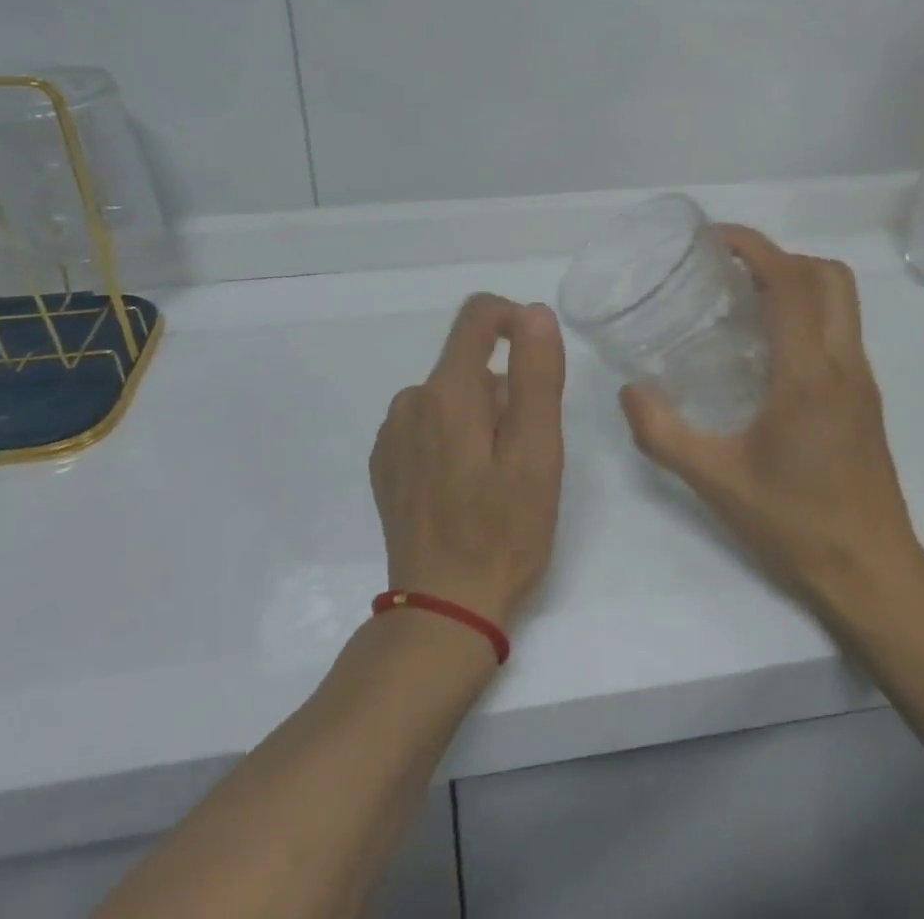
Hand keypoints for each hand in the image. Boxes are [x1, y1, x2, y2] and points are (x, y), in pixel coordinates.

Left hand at [371, 295, 565, 630]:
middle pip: (468, 363)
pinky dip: (452, 438)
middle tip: (525, 449)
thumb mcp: (537, 452)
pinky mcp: (386, 463)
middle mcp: (411, 401)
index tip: (538, 358)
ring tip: (497, 474)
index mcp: (448, 391)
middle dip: (504, 389)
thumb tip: (532, 312)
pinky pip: (427, 424)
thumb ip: (536, 374)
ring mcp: (392, 434)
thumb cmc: (503, 531)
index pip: (477, 315)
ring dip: (479, 416)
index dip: (514, 319)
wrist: (443, 611)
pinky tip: (464, 487)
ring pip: (449, 396)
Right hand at [620, 227, 923, 628]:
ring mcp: (861, 380)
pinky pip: (841, 328)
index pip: (791, 282)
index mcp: (808, 374)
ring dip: (799, 280)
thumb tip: (628, 391)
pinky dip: (808, 311)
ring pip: (842, 300)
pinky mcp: (866, 398)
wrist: (873, 574)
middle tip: (730, 270)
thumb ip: (663, 433)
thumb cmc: (796, 524)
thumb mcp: (716, 482)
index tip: (715, 239)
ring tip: (744, 299)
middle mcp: (843, 364)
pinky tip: (767, 347)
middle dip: (780, 256)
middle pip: (829, 276)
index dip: (754, 247)